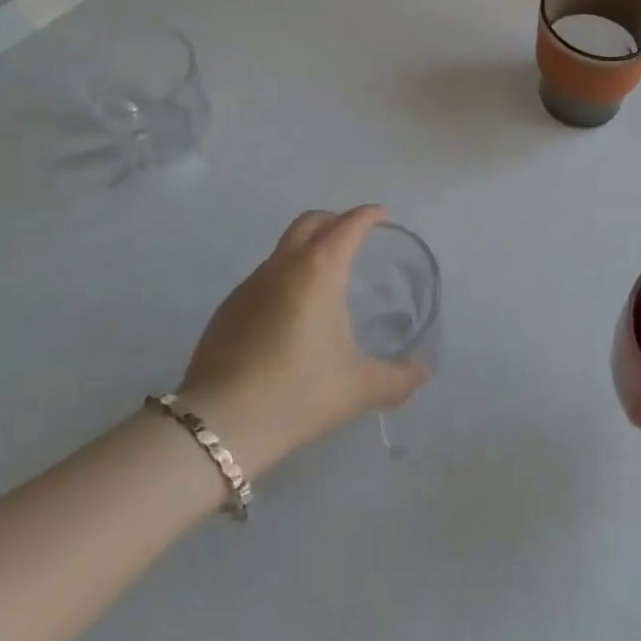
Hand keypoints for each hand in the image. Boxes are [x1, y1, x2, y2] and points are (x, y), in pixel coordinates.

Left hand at [175, 206, 425, 476]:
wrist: (220, 425)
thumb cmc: (298, 393)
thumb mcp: (358, 388)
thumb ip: (397, 378)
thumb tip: (420, 371)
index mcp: (320, 268)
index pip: (349, 224)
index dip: (368, 215)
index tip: (382, 216)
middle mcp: (284, 264)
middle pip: (311, 221)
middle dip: (334, 220)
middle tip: (352, 238)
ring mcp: (250, 284)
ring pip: (283, 248)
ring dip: (306, 249)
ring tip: (323, 281)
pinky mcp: (227, 308)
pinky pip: (263, 278)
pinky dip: (283, 279)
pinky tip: (288, 316)